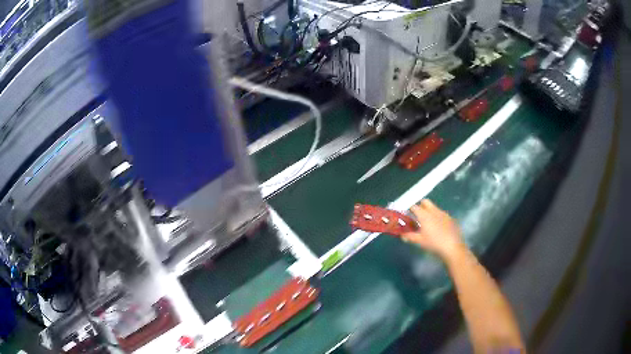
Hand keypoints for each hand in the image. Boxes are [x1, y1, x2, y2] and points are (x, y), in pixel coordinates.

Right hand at [402, 199, 465, 260]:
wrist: (452, 247)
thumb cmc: (434, 243)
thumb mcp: (419, 241)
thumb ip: (409, 236)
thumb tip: (402, 235)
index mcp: (425, 215)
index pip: (414, 207)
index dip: (410, 209)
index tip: (408, 215)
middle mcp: (434, 211)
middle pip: (425, 202)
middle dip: (421, 206)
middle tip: (418, 216)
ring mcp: (443, 214)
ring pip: (434, 208)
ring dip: (430, 212)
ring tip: (429, 224)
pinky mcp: (450, 218)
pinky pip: (442, 214)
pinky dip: (438, 218)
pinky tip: (439, 228)